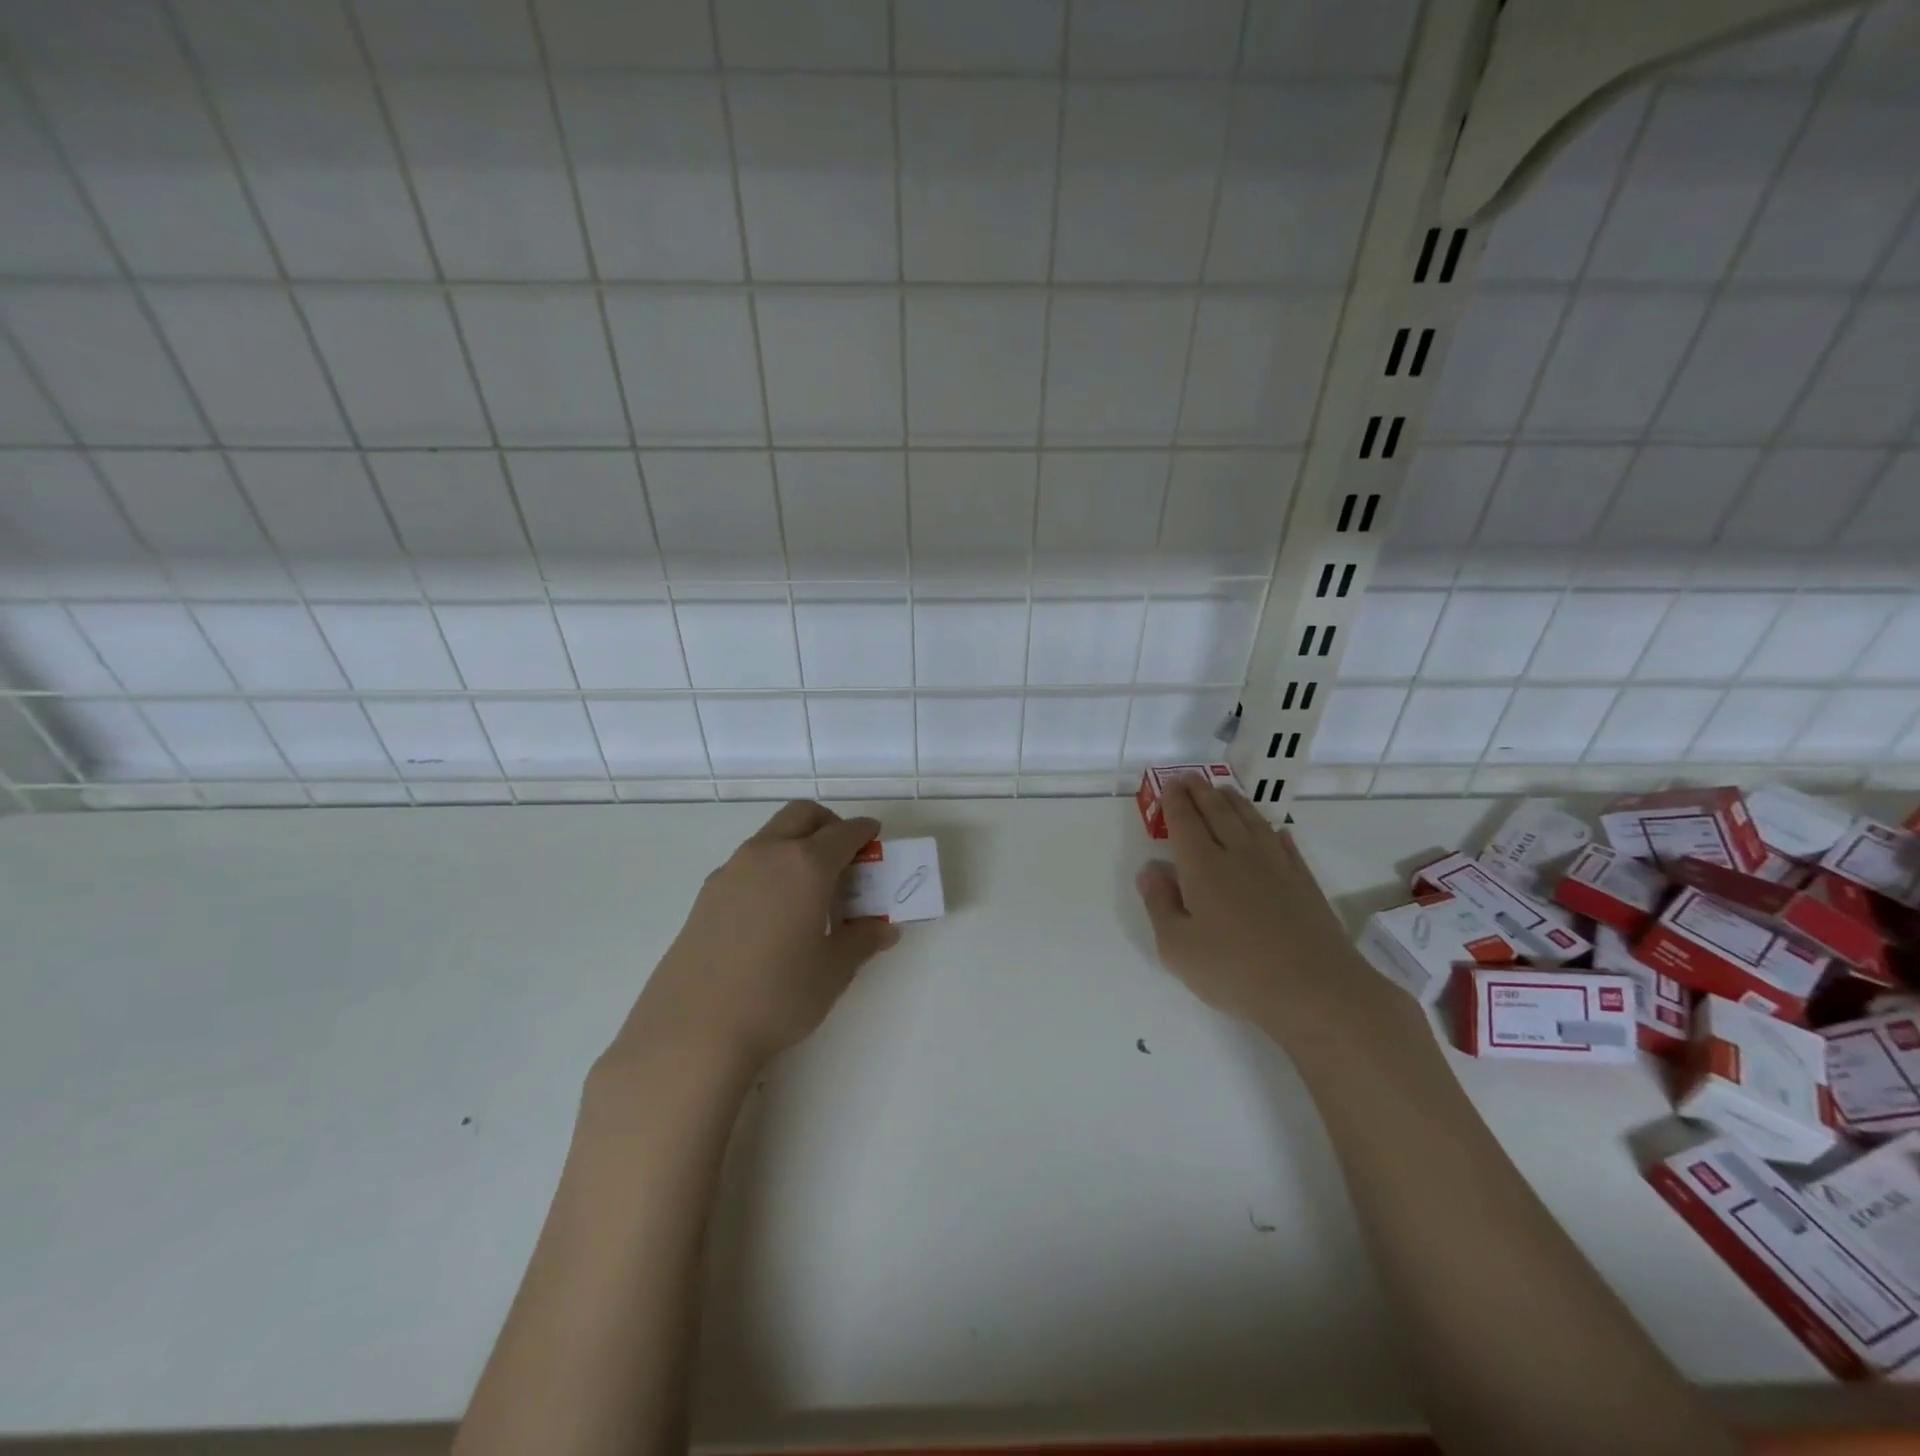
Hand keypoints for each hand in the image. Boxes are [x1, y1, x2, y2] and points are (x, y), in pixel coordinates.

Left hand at [609, 801, 900, 1074]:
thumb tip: (884, 928)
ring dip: (796, 845)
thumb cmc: (778, 995)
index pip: (844, 832)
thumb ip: (862, 940)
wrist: (693, 1030)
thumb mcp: (833, 970)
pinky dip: (770, 868)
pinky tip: (773, 913)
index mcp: (806, 865)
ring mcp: (731, 871)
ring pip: (771, 836)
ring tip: (810, 891)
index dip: (864, 831)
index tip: (875, 837)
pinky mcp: (706, 894)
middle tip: (844, 857)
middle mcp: (767, 854)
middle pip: (802, 815)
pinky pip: (747, 863)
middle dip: (828, 825)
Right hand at [1136, 777, 1395, 1042]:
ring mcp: (1276, 866)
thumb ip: (1159, 904)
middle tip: (1190, 776)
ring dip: (1235, 802)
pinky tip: (1274, 830)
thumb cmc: (1235, 971)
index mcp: (1202, 867)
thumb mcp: (1177, 948)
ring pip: (1252, 821)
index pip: (1185, 822)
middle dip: (1201, 792)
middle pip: (1218, 813)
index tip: (1170, 783)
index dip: (1175, 800)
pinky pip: (1285, 844)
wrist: (1315, 990)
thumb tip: (1150, 869)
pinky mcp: (1304, 882)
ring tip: (1224, 790)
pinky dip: (1273, 830)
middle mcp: (1238, 855)